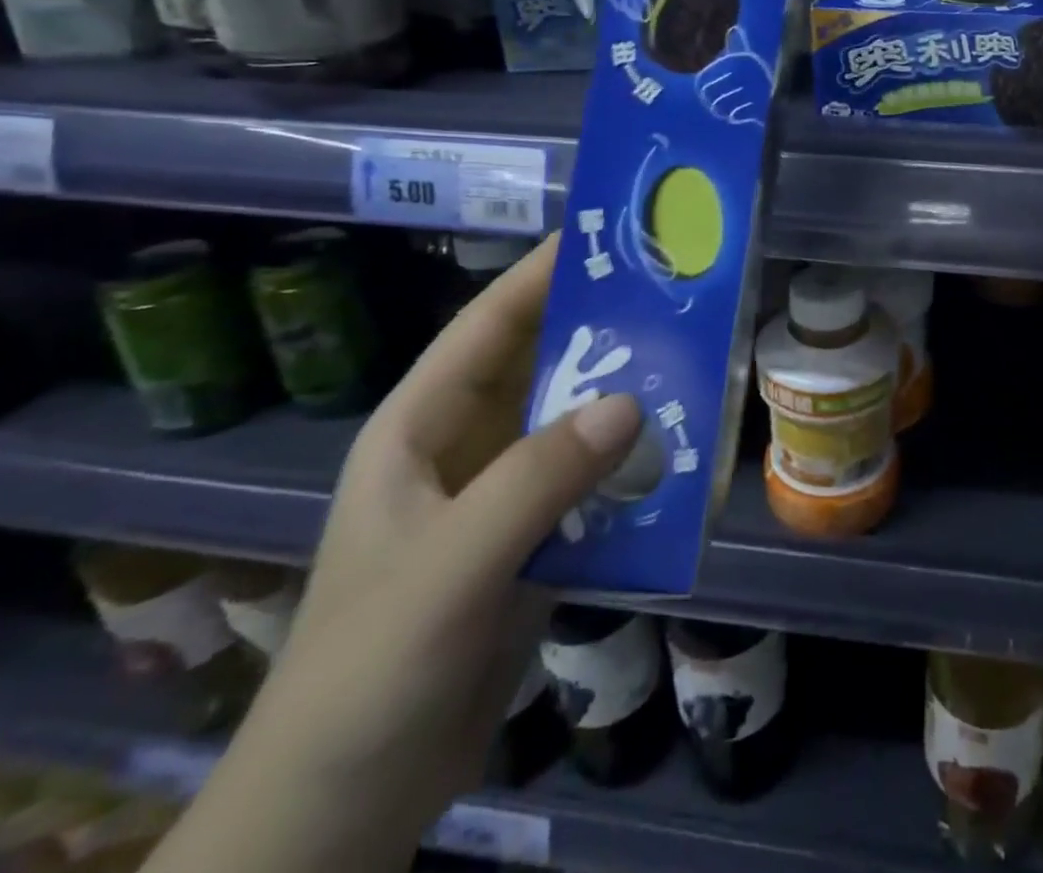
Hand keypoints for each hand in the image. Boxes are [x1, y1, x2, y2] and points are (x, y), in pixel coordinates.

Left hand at [149, 235, 640, 872]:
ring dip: (626, 399)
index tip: (604, 234)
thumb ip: (537, 480)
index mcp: (421, 429)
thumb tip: (632, 401)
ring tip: (696, 362)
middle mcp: (465, 448)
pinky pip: (591, 483)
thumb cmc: (371, 670)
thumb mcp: (449, 566)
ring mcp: (500, 497)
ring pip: (573, 425)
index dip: (540, 273)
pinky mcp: (533, 541)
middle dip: (602, 329)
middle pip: (541, 367)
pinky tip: (680, 455)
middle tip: (675, 293)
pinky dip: (632, 467)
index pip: (487, 326)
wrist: (346, 807)